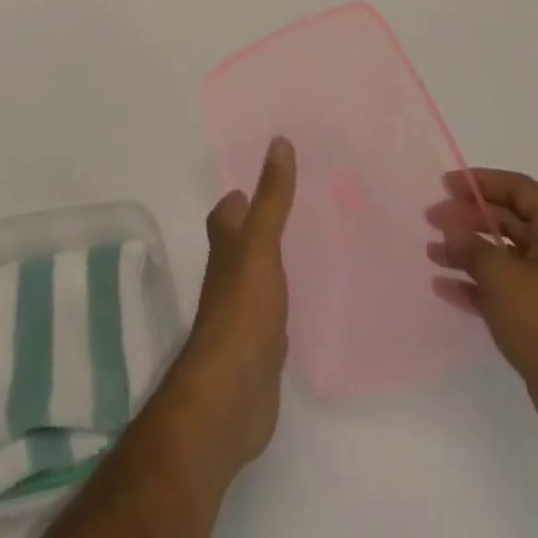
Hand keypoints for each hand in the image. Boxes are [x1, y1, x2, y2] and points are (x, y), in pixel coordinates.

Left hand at [162, 136, 295, 477]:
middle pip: (243, 241)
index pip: (229, 210)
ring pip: (260, 276)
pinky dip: (285, 303)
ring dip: (276, 263)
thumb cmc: (242, 310)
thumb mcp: (260, 244)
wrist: (232, 395)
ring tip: (312, 246)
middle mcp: (229, 275)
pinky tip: (305, 304)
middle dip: (264, 225)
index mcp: (226, 246)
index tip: (272, 176)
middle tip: (301, 207)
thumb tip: (278, 141)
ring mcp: (243, 313)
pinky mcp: (260, 348)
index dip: (243, 194)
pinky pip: (274, 315)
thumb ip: (271, 197)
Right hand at [427, 168, 537, 450]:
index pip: (518, 188)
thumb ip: (470, 245)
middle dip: (468, 219)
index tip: (444, 186)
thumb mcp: (500, 276)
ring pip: (508, 254)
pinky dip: (482, 283)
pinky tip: (448, 289)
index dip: (479, 182)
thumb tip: (451, 230)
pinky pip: (513, 286)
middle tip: (432, 220)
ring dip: (470, 252)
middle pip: (510, 219)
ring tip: (433, 254)